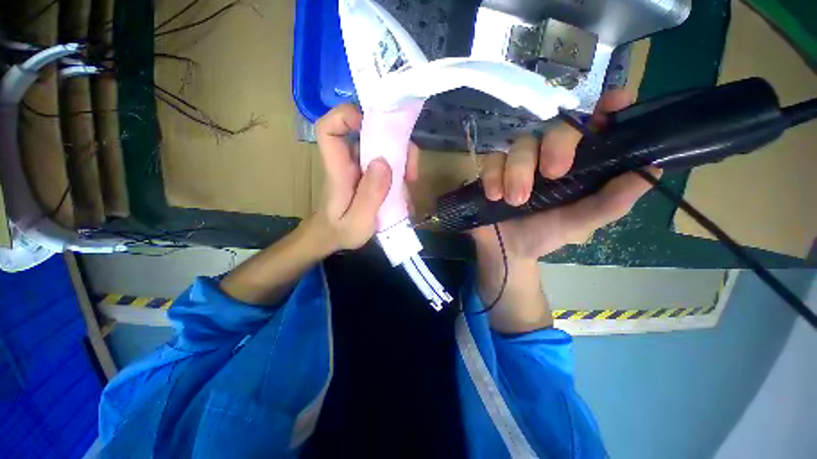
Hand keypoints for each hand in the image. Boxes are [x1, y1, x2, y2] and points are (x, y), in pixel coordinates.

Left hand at [307, 104, 418, 254]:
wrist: (334, 238)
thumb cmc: (340, 232)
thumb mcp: (357, 221)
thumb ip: (370, 195)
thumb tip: (384, 162)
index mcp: (338, 169)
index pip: (329, 129)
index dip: (346, 116)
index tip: (375, 125)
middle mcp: (348, 162)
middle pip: (367, 133)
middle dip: (394, 142)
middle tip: (410, 168)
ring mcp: (360, 167)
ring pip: (381, 147)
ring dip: (402, 158)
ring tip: (411, 179)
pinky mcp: (369, 174)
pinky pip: (387, 162)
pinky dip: (401, 169)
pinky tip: (407, 185)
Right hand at [472, 89, 660, 260]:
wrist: (507, 249)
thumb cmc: (545, 234)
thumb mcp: (580, 223)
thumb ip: (610, 202)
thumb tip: (653, 169)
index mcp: (579, 165)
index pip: (597, 127)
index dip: (608, 110)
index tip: (615, 102)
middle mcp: (550, 156)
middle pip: (556, 128)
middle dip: (557, 145)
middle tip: (553, 174)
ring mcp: (520, 162)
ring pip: (521, 144)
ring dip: (518, 171)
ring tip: (516, 201)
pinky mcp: (494, 170)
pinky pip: (492, 160)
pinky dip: (493, 176)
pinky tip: (495, 197)